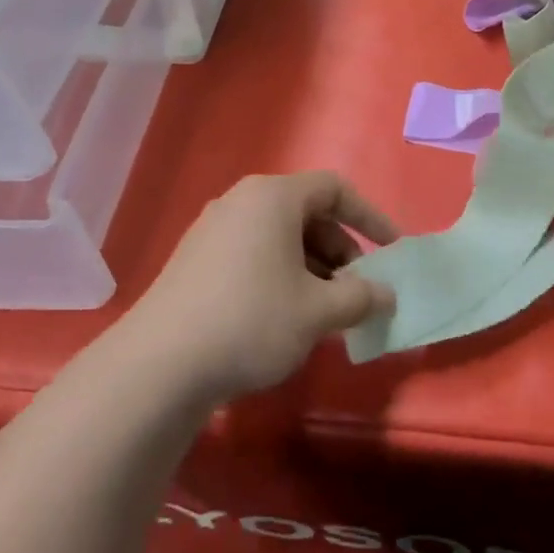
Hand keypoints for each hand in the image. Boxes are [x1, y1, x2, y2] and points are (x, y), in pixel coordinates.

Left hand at [126, 172, 398, 400]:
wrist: (161, 363)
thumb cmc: (252, 321)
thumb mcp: (318, 312)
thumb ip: (361, 298)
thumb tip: (385, 294)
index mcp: (273, 197)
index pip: (335, 189)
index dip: (371, 217)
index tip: (392, 251)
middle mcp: (241, 201)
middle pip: (307, 214)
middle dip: (341, 251)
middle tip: (356, 292)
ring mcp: (213, 229)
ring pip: (280, 237)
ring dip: (313, 268)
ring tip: (326, 312)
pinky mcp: (196, 259)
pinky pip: (254, 253)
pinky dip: (281, 275)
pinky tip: (287, 317)